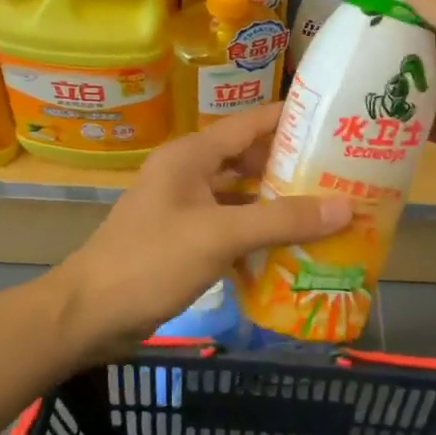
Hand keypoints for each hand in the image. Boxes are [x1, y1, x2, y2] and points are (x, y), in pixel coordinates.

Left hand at [49, 105, 351, 356]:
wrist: (90, 314)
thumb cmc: (150, 262)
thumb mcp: (219, 236)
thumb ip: (281, 220)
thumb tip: (345, 207)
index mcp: (190, 156)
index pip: (250, 123)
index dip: (292, 120)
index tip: (338, 123)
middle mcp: (188, 174)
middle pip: (248, 159)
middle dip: (291, 167)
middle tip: (343, 173)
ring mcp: (185, 208)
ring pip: (241, 196)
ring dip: (278, 203)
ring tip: (328, 209)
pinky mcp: (186, 240)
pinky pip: (231, 226)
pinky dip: (259, 233)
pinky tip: (292, 246)